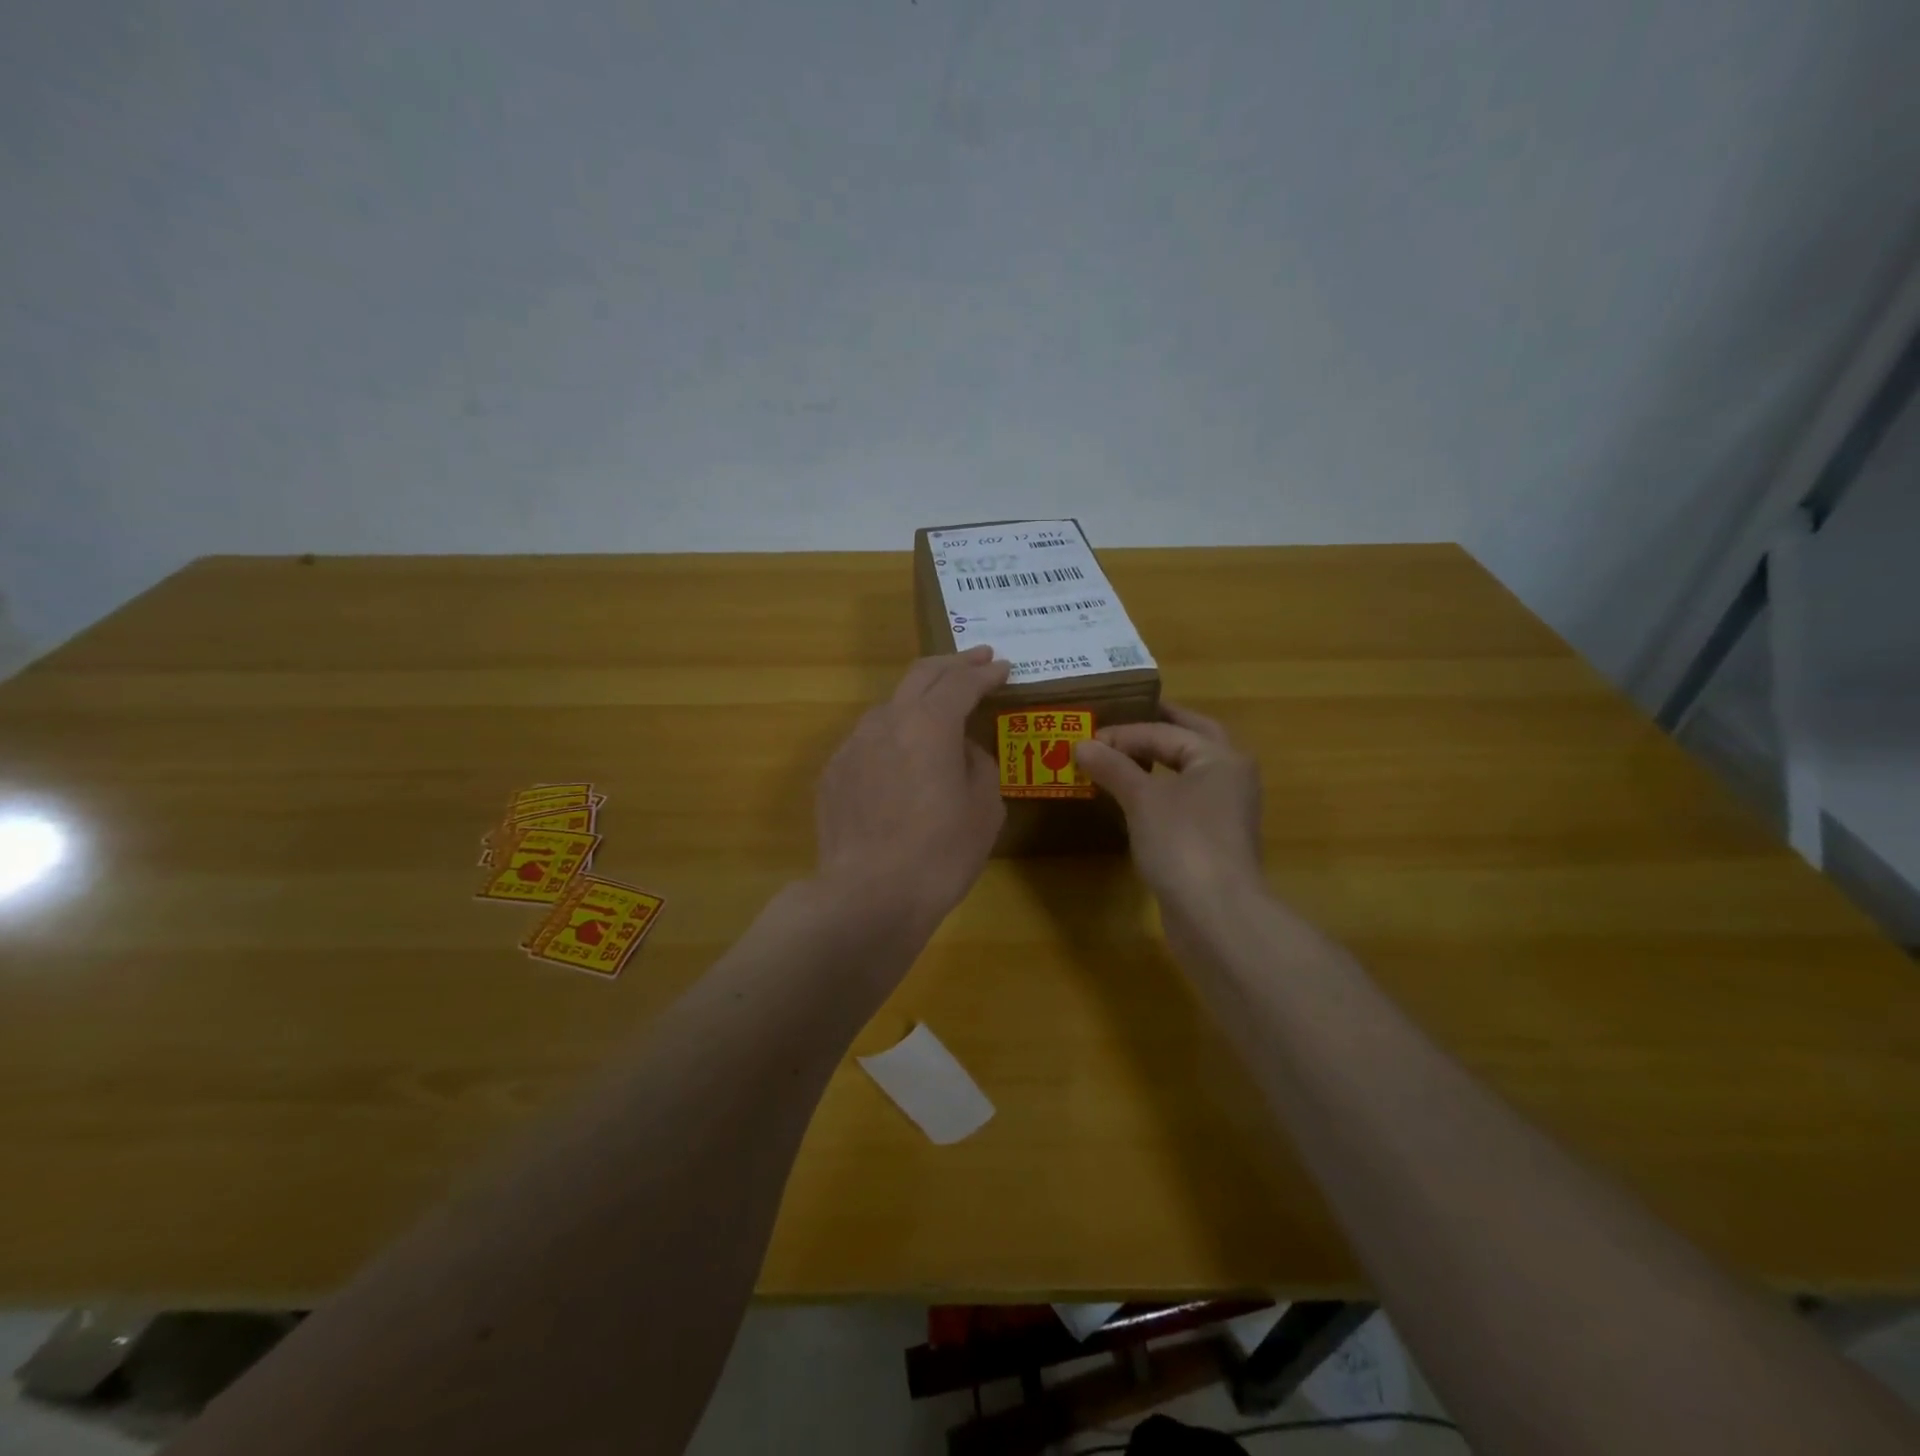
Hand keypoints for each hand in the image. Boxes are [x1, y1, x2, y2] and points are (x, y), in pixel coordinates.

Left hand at [814, 646, 1009, 928]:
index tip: (1003, 667)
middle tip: (976, 660)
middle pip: (920, 676)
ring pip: (890, 706)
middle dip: (953, 664)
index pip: (961, 682)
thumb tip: (962, 750)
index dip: (985, 673)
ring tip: (938, 711)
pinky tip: (900, 760)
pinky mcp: (833, 772)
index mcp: (929, 723)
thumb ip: (978, 763)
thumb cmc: (940, 853)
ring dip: (918, 700)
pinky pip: (868, 741)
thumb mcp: (985, 808)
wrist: (868, 896)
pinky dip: (892, 737)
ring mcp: (852, 744)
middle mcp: (886, 721)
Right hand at [1074, 703, 1263, 908]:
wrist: (1216, 915)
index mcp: (1220, 757)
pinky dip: (1158, 791)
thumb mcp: (1142, 799)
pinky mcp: (1212, 840)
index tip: (1085, 740)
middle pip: (1190, 740)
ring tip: (1120, 758)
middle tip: (1121, 721)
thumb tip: (1081, 745)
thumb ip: (1113, 767)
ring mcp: (1224, 811)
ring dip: (1156, 761)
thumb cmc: (1183, 843)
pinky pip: (1182, 801)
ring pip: (1187, 772)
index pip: (1166, 731)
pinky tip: (1132, 799)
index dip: (1123, 732)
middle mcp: (1229, 777)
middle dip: (1156, 729)